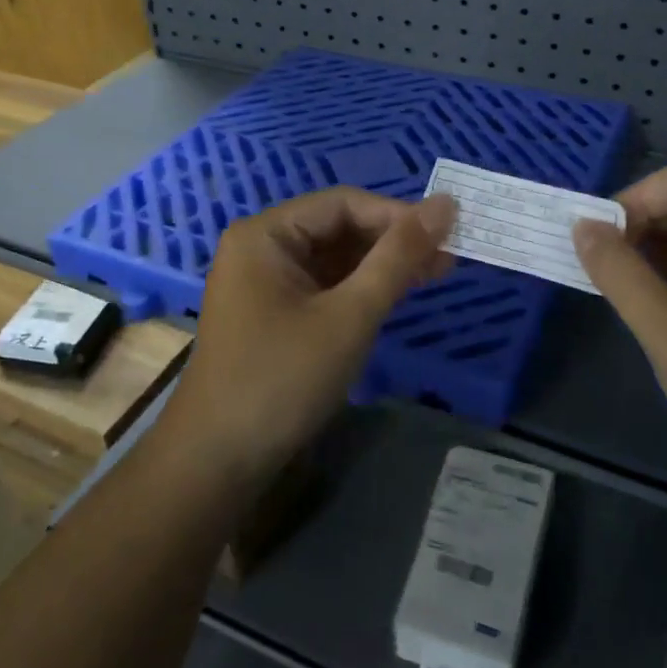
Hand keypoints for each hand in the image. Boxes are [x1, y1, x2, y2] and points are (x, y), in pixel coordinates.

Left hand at [166, 188, 455, 483]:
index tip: (447, 235)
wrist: (218, 463)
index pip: (343, 204)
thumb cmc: (283, 379)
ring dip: (381, 266)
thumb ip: (398, 257)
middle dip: (392, 242)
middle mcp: (261, 248)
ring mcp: (264, 283)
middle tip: (448, 259)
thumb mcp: (350, 315)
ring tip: (434, 275)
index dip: (398, 215)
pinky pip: (323, 286)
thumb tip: (446, 204)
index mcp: (266, 234)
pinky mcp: (273, 314)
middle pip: (338, 228)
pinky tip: (395, 297)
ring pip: (334, 259)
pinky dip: (359, 290)